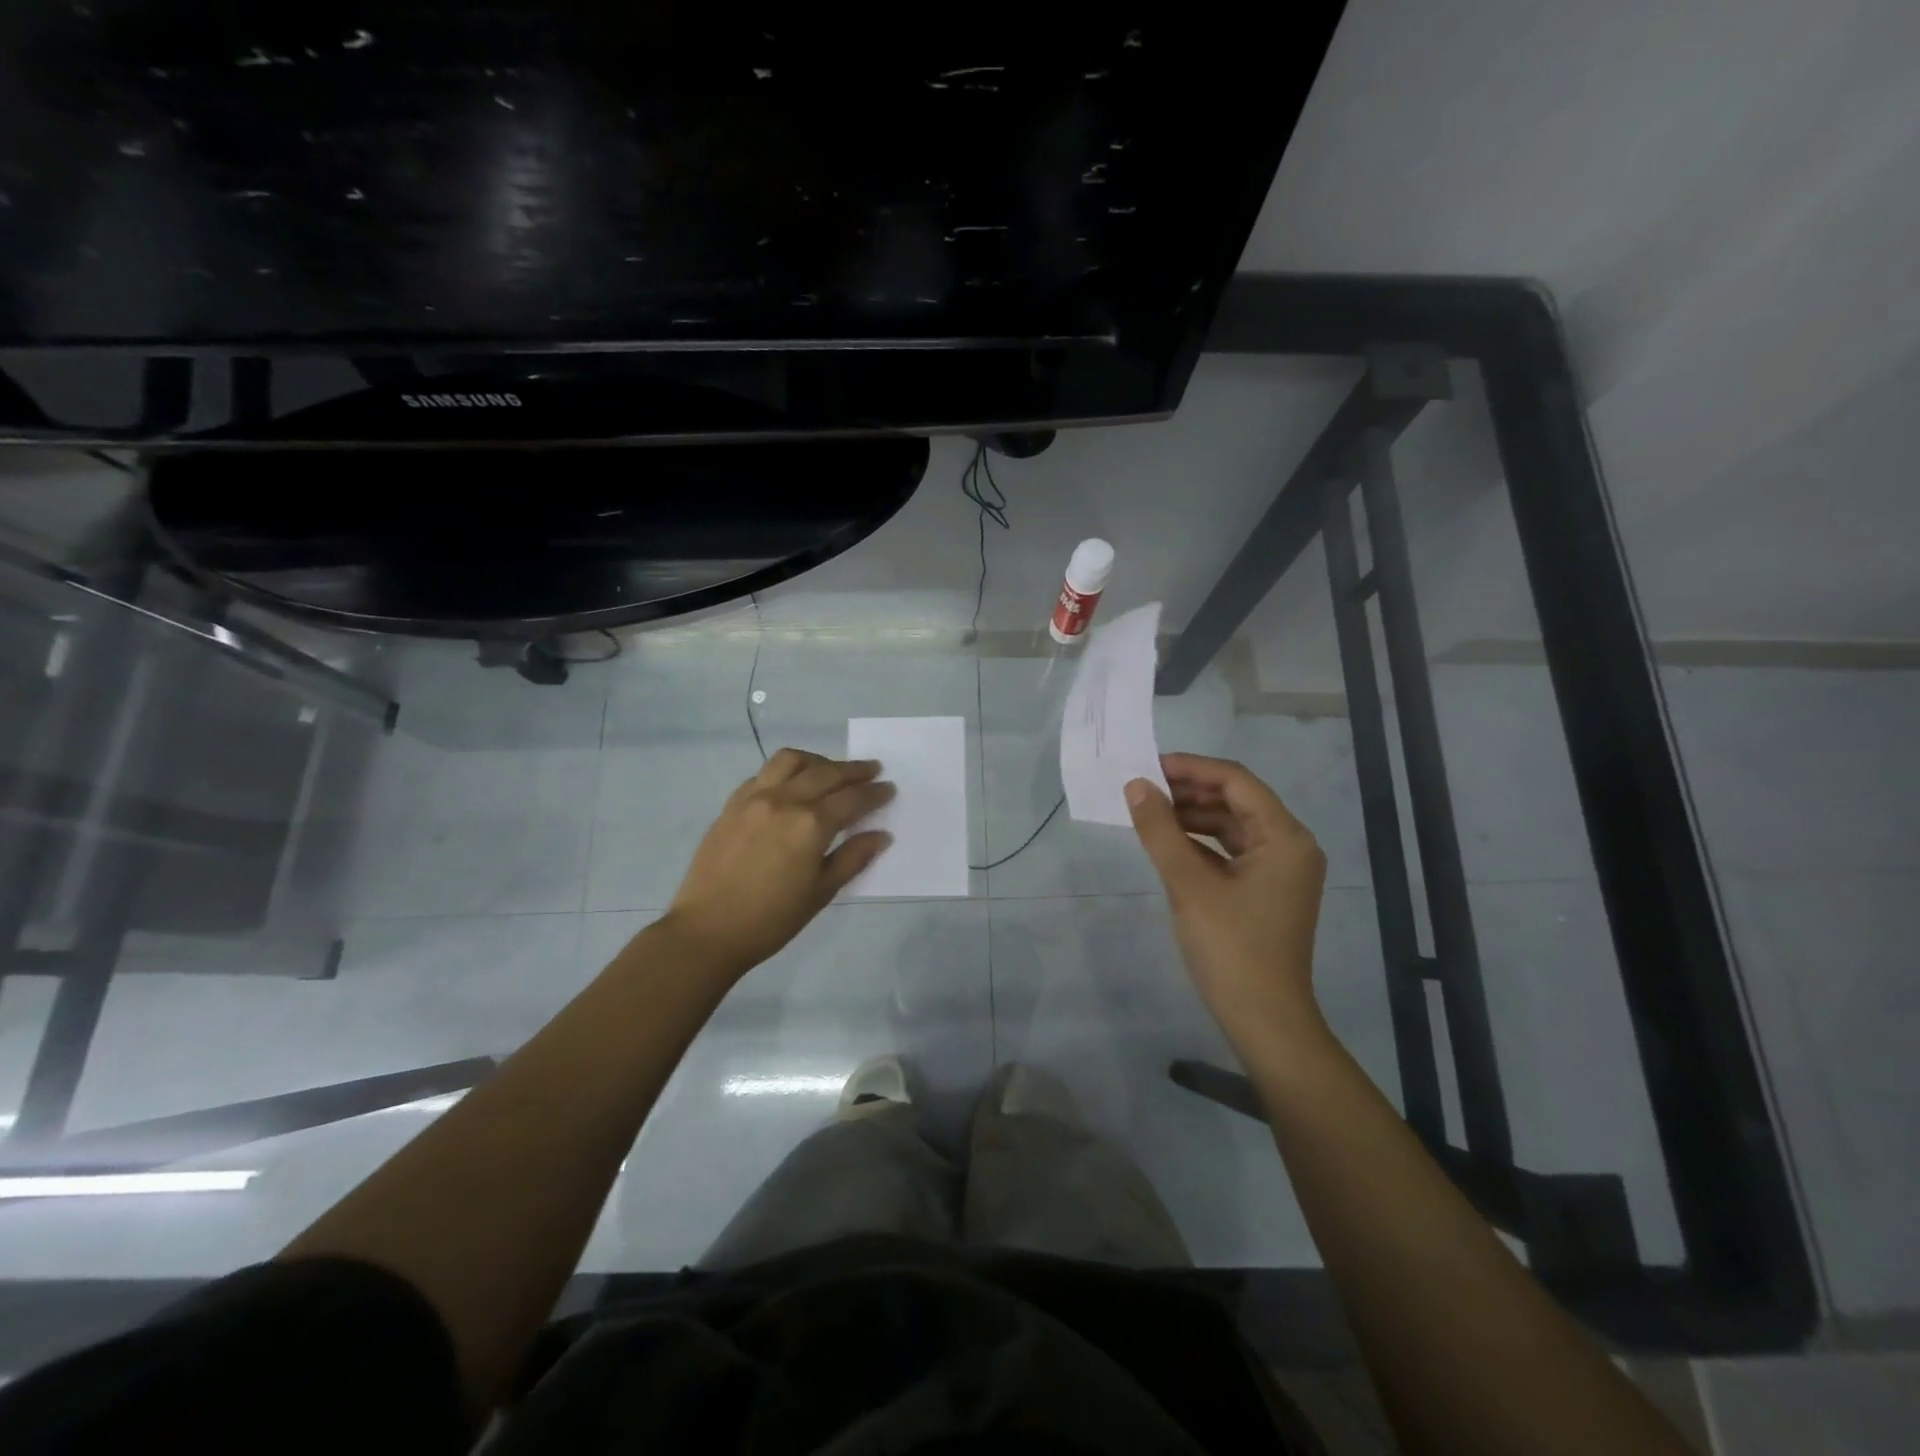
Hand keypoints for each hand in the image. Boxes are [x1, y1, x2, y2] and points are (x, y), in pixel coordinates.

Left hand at [665, 749, 894, 977]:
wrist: (707, 930)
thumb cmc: (771, 919)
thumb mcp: (821, 892)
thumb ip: (853, 857)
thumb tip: (881, 835)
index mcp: (810, 824)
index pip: (852, 799)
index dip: (875, 793)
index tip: (890, 788)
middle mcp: (784, 800)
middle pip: (827, 773)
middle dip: (854, 770)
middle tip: (873, 770)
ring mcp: (754, 798)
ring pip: (791, 761)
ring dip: (818, 761)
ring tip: (831, 771)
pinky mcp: (732, 803)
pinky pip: (764, 773)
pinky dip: (786, 772)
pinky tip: (792, 786)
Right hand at [1126, 753, 1329, 1058]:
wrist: (1264, 1020)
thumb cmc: (1231, 948)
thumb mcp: (1188, 884)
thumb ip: (1160, 830)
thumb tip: (1135, 786)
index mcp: (1285, 836)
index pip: (1236, 781)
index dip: (1191, 768)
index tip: (1148, 766)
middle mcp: (1290, 845)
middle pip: (1236, 800)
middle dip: (1189, 791)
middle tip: (1142, 788)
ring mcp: (1280, 870)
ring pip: (1232, 826)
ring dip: (1192, 816)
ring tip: (1149, 812)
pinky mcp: (1266, 891)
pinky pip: (1231, 851)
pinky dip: (1200, 843)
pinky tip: (1168, 843)